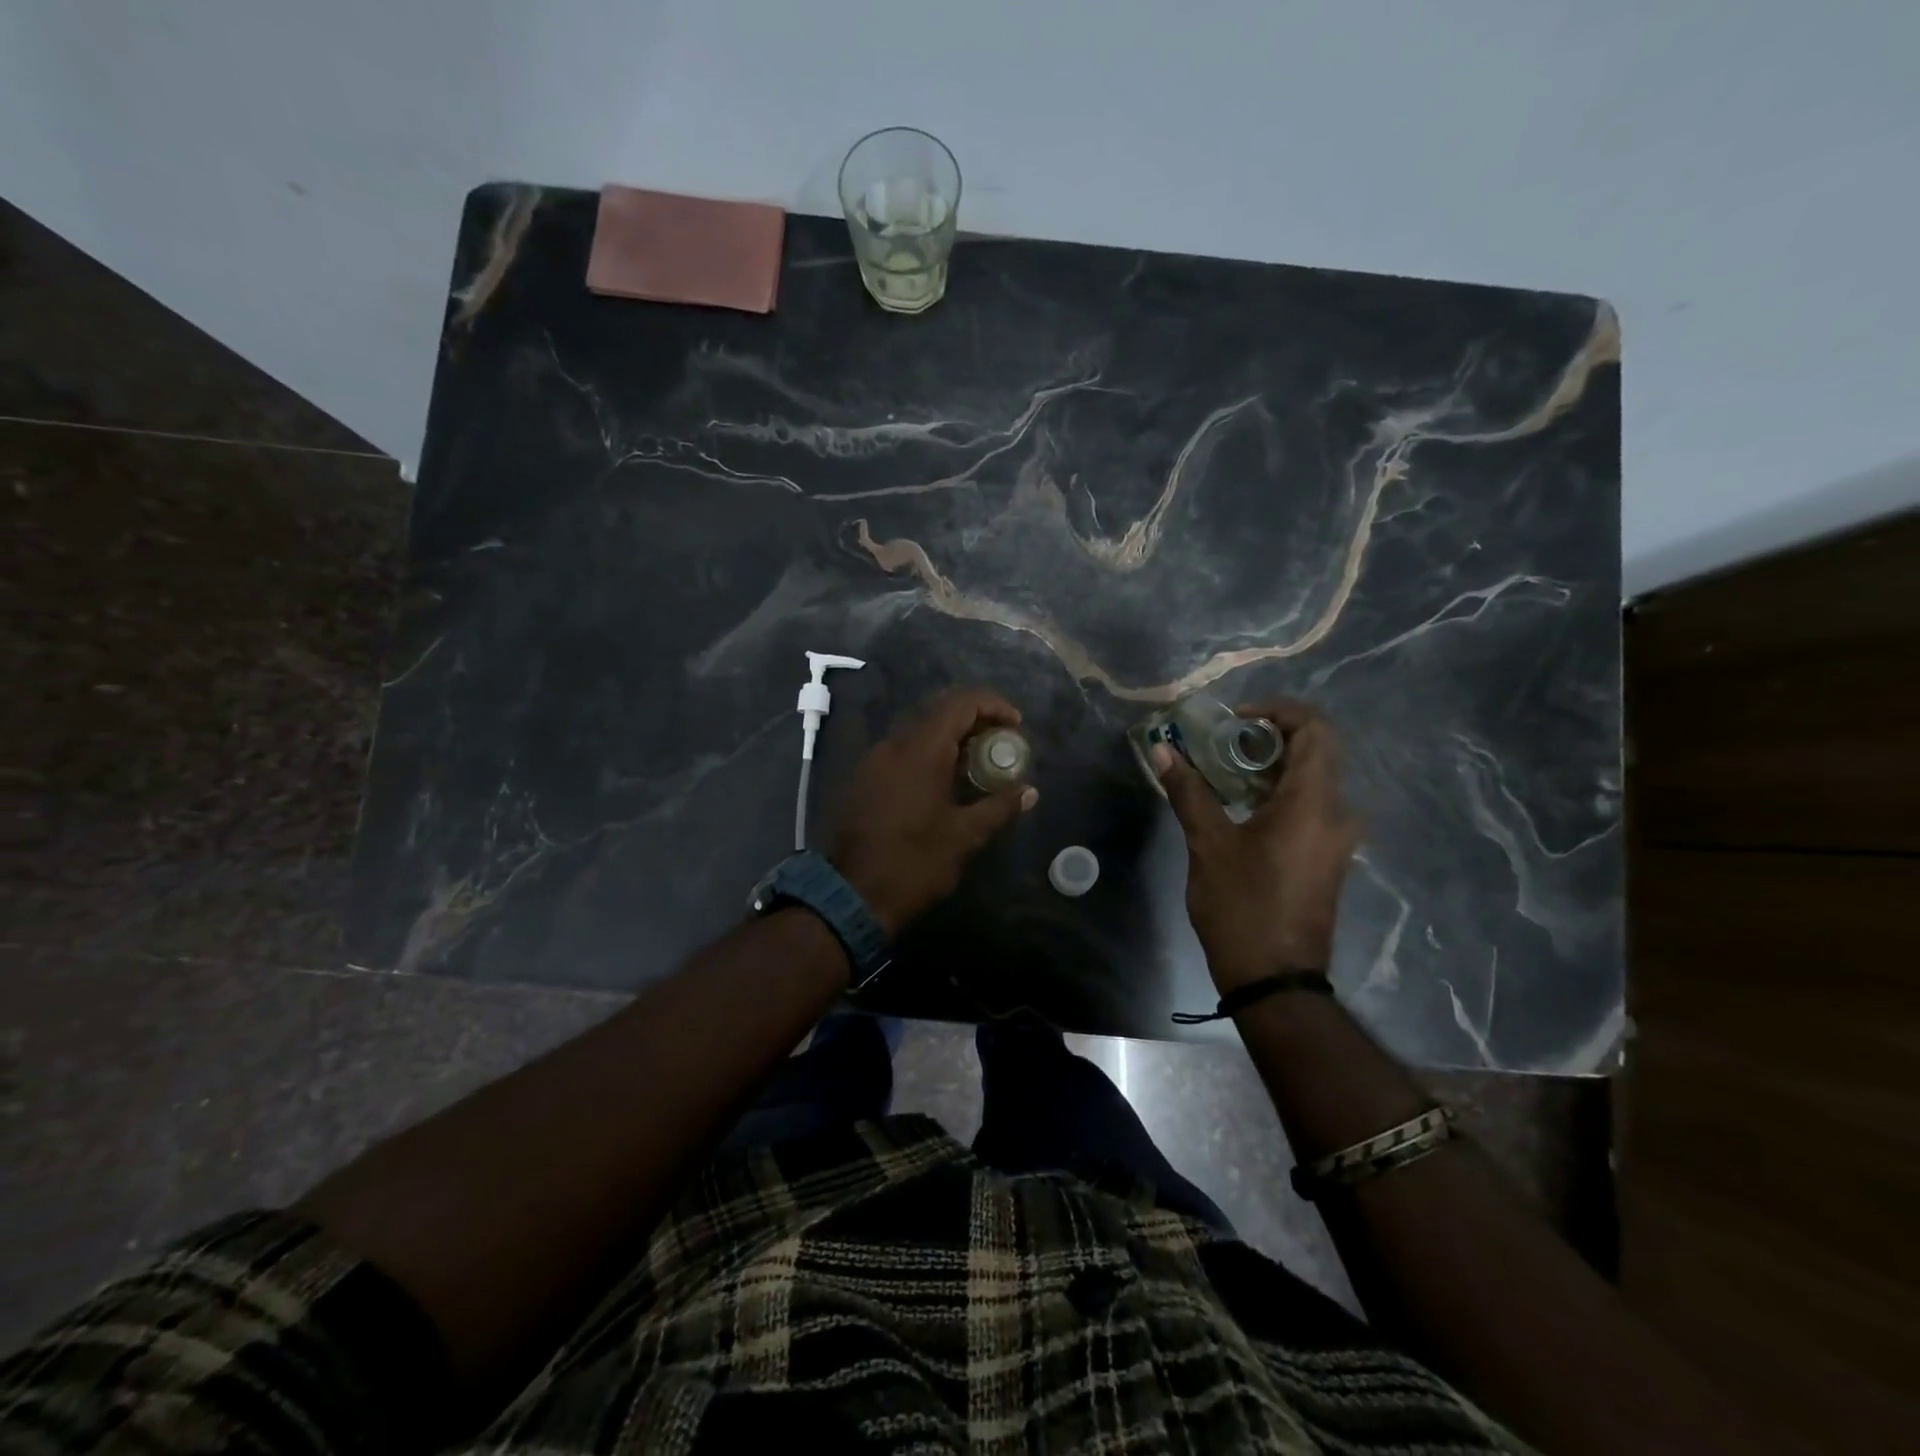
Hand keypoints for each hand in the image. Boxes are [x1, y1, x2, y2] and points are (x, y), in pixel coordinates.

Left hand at [829, 687, 1037, 936]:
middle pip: (939, 712)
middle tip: (999, 745)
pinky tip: (943, 784)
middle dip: (974, 721)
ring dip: (950, 740)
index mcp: (921, 750)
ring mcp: (874, 761)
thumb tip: (1030, 792)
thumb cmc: (914, 863)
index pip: (961, 703)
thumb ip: (999, 807)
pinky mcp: (864, 780)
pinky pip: (901, 752)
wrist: (852, 895)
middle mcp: (894, 745)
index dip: (993, 705)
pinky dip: (928, 755)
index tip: (1015, 726)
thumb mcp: (964, 836)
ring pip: (918, 732)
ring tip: (976, 766)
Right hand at [1152, 698, 1360, 991]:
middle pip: (1316, 751)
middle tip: (1222, 741)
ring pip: (1313, 779)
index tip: (1237, 718)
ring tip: (1223, 768)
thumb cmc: (1242, 905)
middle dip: (1268, 737)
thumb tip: (1162, 750)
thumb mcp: (1208, 844)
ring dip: (1271, 765)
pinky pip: (1311, 805)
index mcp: (1314, 802)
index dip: (1279, 711)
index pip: (1315, 729)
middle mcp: (1337, 812)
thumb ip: (1188, 791)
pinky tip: (1240, 803)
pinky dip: (1279, 791)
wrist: (1275, 978)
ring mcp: (1337, 837)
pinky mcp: (1328, 856)